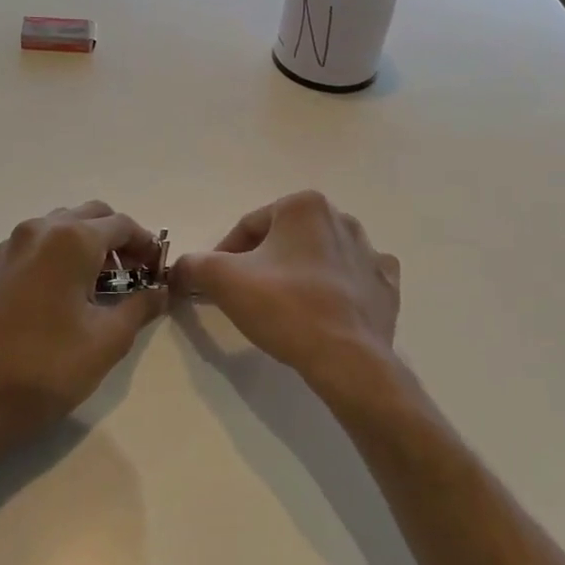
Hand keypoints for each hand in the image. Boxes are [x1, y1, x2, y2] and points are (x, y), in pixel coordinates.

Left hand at [0, 201, 165, 442]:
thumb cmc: (50, 367)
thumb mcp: (109, 338)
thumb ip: (141, 305)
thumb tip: (159, 290)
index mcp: (71, 240)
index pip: (122, 225)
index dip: (147, 245)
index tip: (159, 271)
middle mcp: (40, 230)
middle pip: (91, 216)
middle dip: (118, 240)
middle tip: (135, 275)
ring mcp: (12, 245)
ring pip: (62, 226)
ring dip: (89, 243)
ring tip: (103, 284)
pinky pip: (39, 244)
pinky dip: (61, 253)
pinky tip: (68, 291)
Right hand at [171, 191, 399, 385]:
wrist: (346, 358)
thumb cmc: (284, 307)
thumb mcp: (223, 280)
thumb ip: (194, 264)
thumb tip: (179, 267)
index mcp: (304, 206)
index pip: (249, 226)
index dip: (224, 254)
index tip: (213, 282)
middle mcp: (341, 218)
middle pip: (285, 239)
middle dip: (262, 262)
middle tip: (245, 295)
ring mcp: (369, 252)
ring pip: (319, 256)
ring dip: (298, 273)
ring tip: (282, 306)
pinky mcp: (386, 284)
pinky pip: (353, 278)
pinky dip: (337, 288)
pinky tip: (325, 308)